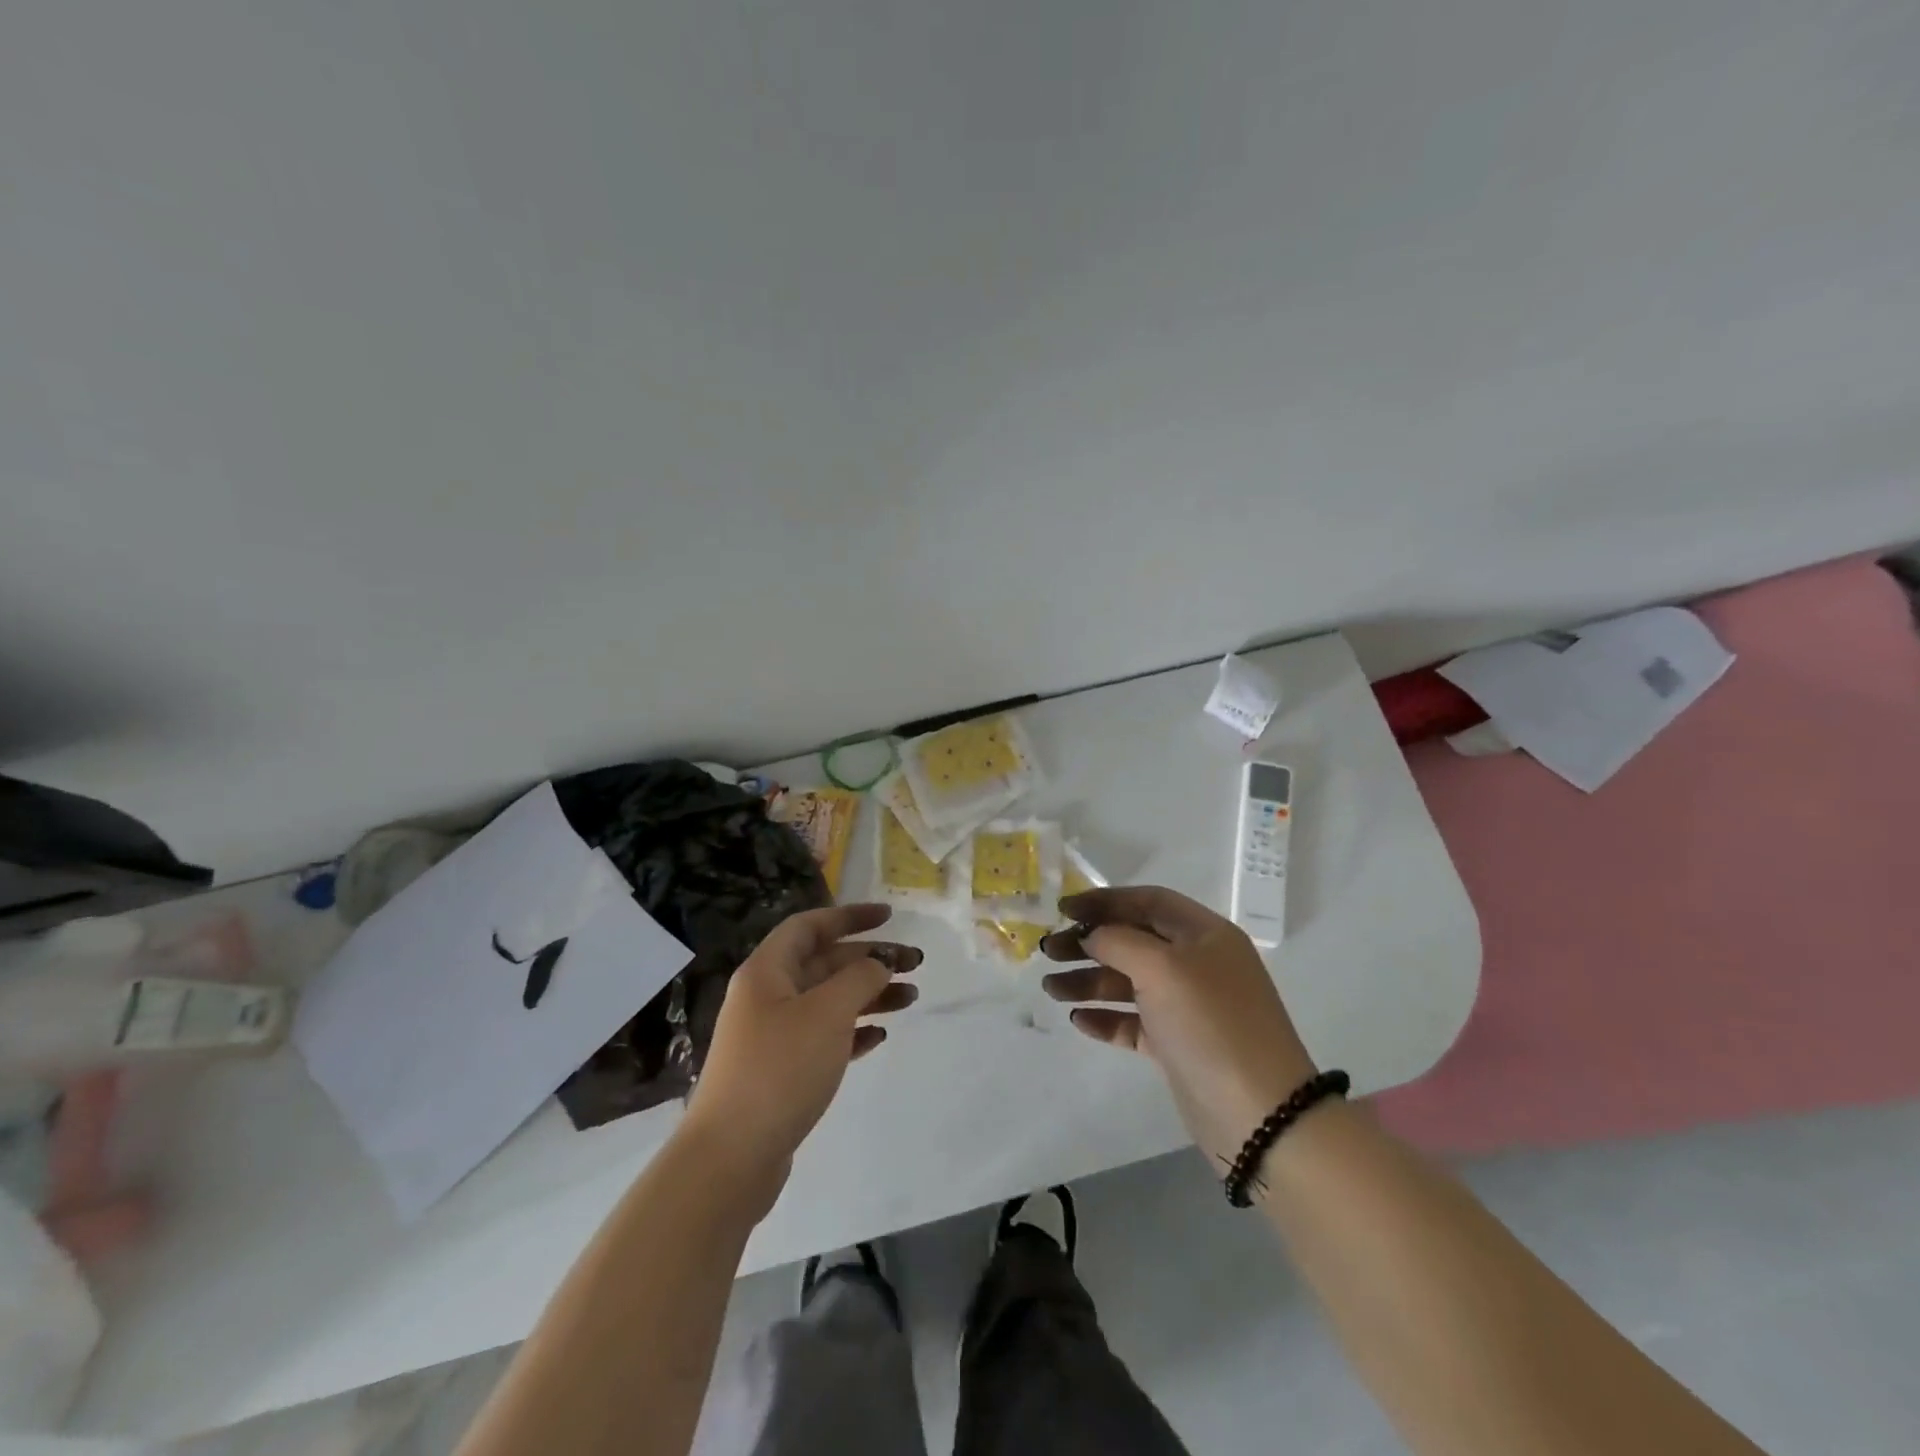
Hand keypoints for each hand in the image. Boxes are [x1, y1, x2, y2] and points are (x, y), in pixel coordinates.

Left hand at [683, 904, 919, 1207]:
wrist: (730, 1158)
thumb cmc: (780, 1069)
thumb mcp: (827, 1013)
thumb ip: (859, 978)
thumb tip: (877, 963)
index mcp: (767, 971)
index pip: (810, 926)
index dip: (850, 916)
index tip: (889, 917)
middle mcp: (767, 996)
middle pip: (824, 963)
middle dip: (870, 959)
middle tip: (915, 963)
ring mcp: (772, 1036)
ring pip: (829, 1001)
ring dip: (869, 995)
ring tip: (910, 999)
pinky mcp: (781, 1072)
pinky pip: (824, 1038)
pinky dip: (853, 1032)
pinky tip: (879, 1037)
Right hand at [1042, 885, 1316, 1169]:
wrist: (1260, 1116)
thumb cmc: (1210, 1024)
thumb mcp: (1162, 968)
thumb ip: (1118, 941)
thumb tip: (1092, 935)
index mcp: (1203, 934)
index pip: (1147, 902)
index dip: (1104, 901)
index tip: (1062, 910)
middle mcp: (1197, 963)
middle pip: (1132, 940)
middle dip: (1088, 943)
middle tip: (1047, 952)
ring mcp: (1188, 1006)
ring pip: (1128, 982)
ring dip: (1088, 981)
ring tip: (1051, 989)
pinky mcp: (1178, 1044)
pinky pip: (1134, 1021)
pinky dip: (1106, 1018)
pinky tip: (1079, 1020)